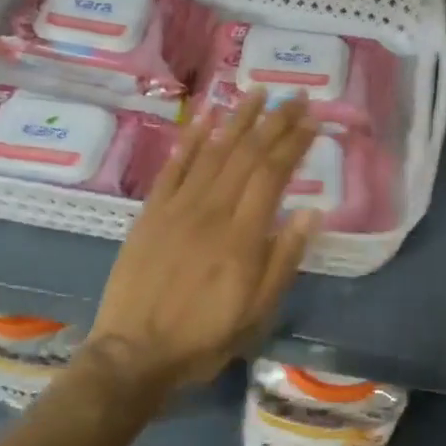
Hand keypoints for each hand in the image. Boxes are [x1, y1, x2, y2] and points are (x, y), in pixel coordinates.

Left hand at [86, 94, 320, 393]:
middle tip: (294, 96)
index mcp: (241, 237)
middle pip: (246, 154)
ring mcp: (176, 208)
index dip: (293, 143)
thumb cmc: (203, 337)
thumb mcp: (257, 312)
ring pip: (212, 151)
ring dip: (237, 119)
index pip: (272, 174)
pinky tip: (206, 118)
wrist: (133, 353)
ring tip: (257, 92)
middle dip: (273, 121)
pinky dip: (190, 139)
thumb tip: (311, 213)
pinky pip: (173, 166)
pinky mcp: (150, 212)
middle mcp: (210, 211)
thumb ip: (284, 260)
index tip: (312, 119)